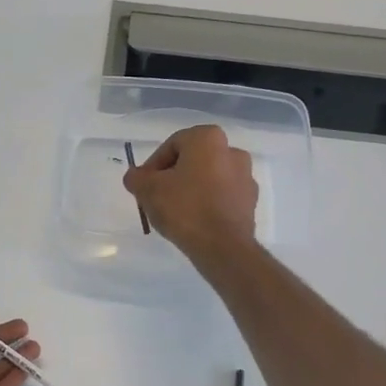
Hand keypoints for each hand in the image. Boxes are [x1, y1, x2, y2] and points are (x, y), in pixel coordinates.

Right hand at [123, 125, 258, 262]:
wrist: (222, 246)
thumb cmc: (184, 208)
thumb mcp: (148, 190)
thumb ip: (136, 178)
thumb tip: (135, 177)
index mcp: (208, 138)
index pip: (171, 145)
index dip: (153, 166)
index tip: (144, 186)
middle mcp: (232, 151)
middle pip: (192, 161)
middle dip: (173, 177)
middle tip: (157, 198)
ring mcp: (245, 177)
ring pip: (208, 179)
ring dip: (191, 190)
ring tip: (175, 213)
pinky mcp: (250, 202)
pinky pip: (221, 197)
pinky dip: (207, 204)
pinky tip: (194, 222)